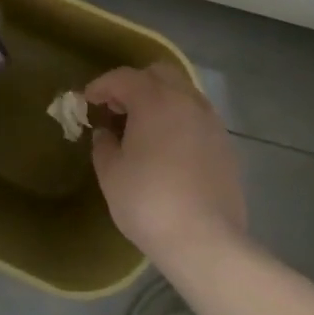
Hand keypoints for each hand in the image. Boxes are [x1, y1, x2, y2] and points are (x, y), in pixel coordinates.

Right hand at [86, 62, 247, 266]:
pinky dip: (179, 120)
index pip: (123, 77)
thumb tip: (106, 134)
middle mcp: (186, 100)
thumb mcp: (111, 174)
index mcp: (155, 100)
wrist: (205, 240)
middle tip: (118, 108)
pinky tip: (169, 147)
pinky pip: (197, 117)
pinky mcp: (225, 144)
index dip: (102, 86)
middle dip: (135, 84)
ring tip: (144, 128)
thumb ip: (104, 145)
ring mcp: (211, 121)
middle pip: (159, 74)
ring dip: (160, 100)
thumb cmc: (148, 202)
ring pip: (183, 93)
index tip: (88, 100)